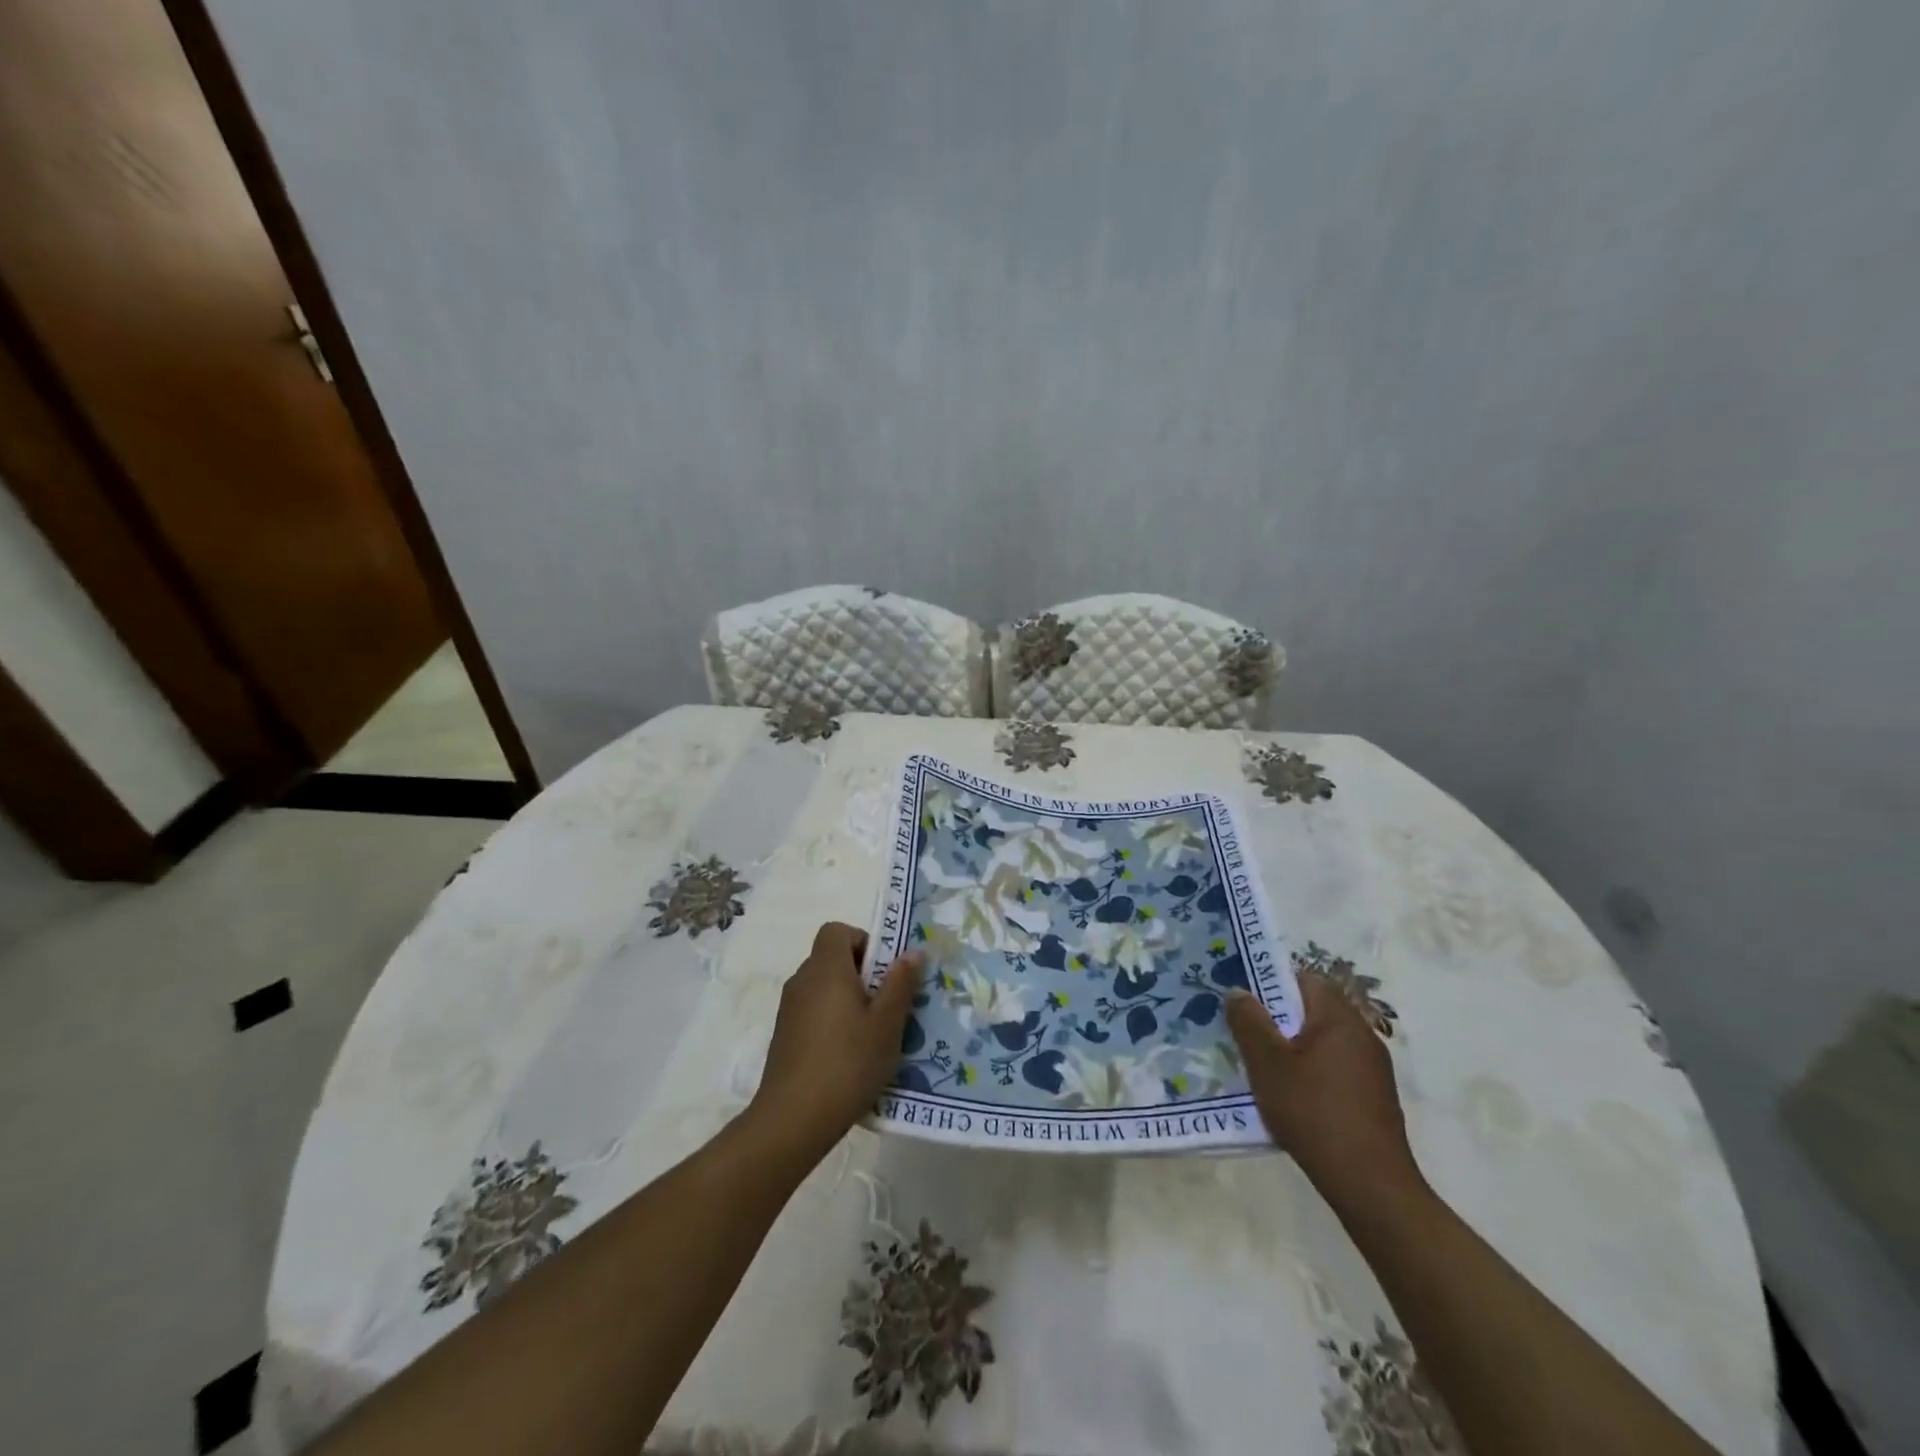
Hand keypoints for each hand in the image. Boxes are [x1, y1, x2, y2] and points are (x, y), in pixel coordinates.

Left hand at [746, 923, 922, 1166]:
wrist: (792, 1120)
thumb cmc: (848, 1063)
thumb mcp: (887, 1024)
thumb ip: (901, 983)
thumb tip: (912, 951)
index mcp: (826, 969)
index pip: (836, 930)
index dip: (862, 941)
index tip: (884, 971)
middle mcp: (802, 980)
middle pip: (831, 958)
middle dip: (862, 973)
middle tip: (887, 1004)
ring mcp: (789, 1009)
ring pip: (823, 987)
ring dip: (848, 998)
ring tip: (873, 1033)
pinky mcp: (784, 1036)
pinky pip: (813, 1011)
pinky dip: (832, 1020)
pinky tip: (849, 1055)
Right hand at [1227, 975, 1424, 1213]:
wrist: (1370, 1185)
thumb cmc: (1314, 1112)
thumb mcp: (1267, 1064)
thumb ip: (1249, 1022)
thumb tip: (1237, 990)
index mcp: (1339, 1017)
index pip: (1305, 978)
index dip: (1272, 983)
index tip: (1245, 1002)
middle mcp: (1362, 1034)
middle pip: (1313, 1010)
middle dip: (1278, 1019)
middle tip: (1245, 1034)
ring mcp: (1373, 1068)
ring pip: (1323, 1041)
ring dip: (1293, 1048)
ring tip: (1262, 1067)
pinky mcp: (1374, 1097)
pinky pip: (1335, 1068)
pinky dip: (1311, 1072)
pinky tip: (1291, 1097)